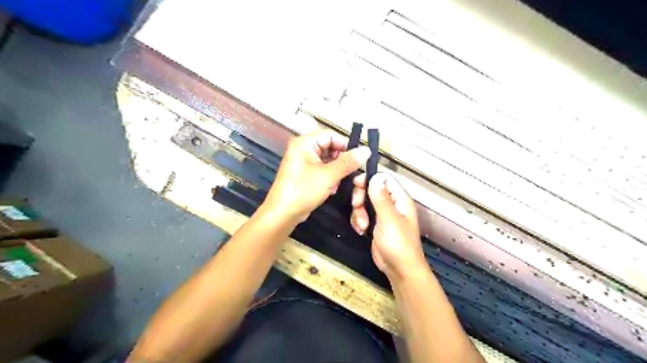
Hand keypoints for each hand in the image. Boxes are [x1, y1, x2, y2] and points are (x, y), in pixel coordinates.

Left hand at [265, 128, 371, 222]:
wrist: (283, 213)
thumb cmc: (303, 191)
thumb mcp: (328, 176)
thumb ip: (348, 162)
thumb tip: (366, 150)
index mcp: (304, 143)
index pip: (331, 135)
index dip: (346, 145)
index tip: (358, 158)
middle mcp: (303, 148)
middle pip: (329, 147)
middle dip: (341, 160)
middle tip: (350, 172)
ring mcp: (303, 161)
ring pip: (327, 159)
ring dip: (336, 170)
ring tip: (339, 181)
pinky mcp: (304, 173)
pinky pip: (322, 169)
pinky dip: (329, 176)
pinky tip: (332, 187)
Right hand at [351, 174, 427, 279]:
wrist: (399, 269)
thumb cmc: (399, 244)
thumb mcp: (389, 219)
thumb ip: (381, 198)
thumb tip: (375, 177)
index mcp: (399, 199)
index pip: (384, 179)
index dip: (370, 179)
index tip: (357, 184)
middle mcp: (391, 204)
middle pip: (370, 189)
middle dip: (361, 197)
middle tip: (357, 206)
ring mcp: (381, 214)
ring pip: (363, 202)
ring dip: (358, 213)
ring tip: (362, 226)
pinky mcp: (373, 224)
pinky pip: (361, 215)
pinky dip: (358, 221)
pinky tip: (362, 231)